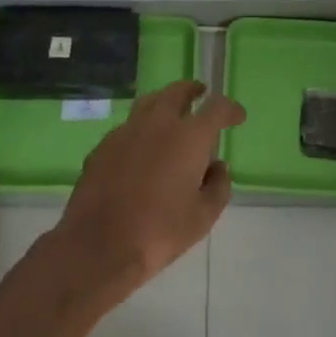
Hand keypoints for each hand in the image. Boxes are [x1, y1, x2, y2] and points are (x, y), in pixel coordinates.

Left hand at [47, 81, 244, 305]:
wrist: (97, 246)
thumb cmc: (158, 232)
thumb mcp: (202, 218)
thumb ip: (218, 187)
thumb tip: (217, 167)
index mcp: (189, 137)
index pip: (217, 108)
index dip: (230, 109)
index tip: (238, 116)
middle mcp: (159, 123)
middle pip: (178, 91)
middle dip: (193, 90)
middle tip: (201, 94)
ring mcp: (127, 130)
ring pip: (150, 102)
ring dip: (165, 101)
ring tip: (171, 112)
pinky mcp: (103, 145)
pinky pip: (129, 126)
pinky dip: (141, 128)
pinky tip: (141, 147)